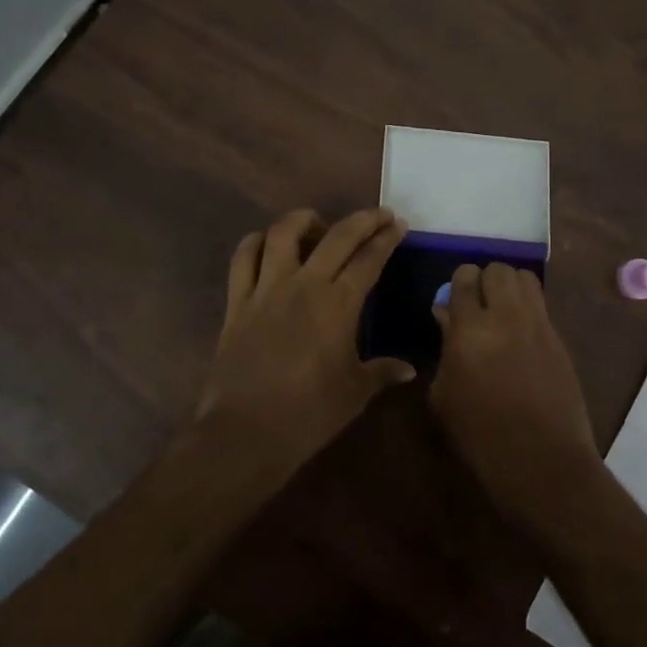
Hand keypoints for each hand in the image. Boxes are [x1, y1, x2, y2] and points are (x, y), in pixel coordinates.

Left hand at [195, 207, 413, 479]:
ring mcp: (266, 289)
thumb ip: (382, 372)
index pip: (369, 259)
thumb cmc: (309, 413)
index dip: (386, 238)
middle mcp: (304, 284)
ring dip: (304, 219)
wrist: (247, 431)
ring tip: (317, 223)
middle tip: (378, 215)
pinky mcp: (237, 301)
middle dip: (362, 220)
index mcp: (338, 304)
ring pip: (283, 233)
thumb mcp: (355, 392)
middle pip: (336, 236)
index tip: (398, 224)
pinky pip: (243, 259)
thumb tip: (409, 369)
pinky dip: (255, 243)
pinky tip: (266, 244)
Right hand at [429, 263, 601, 530]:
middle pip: (498, 269)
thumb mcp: (445, 395)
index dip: (458, 284)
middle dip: (485, 280)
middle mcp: (507, 316)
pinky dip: (527, 307)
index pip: (464, 278)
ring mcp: (538, 325)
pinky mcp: (559, 338)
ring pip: (524, 278)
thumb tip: (447, 316)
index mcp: (471, 329)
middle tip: (478, 304)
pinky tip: (519, 334)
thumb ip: (445, 346)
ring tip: (501, 311)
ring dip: (509, 286)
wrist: (543, 462)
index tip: (454, 299)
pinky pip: (541, 305)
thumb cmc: (481, 435)